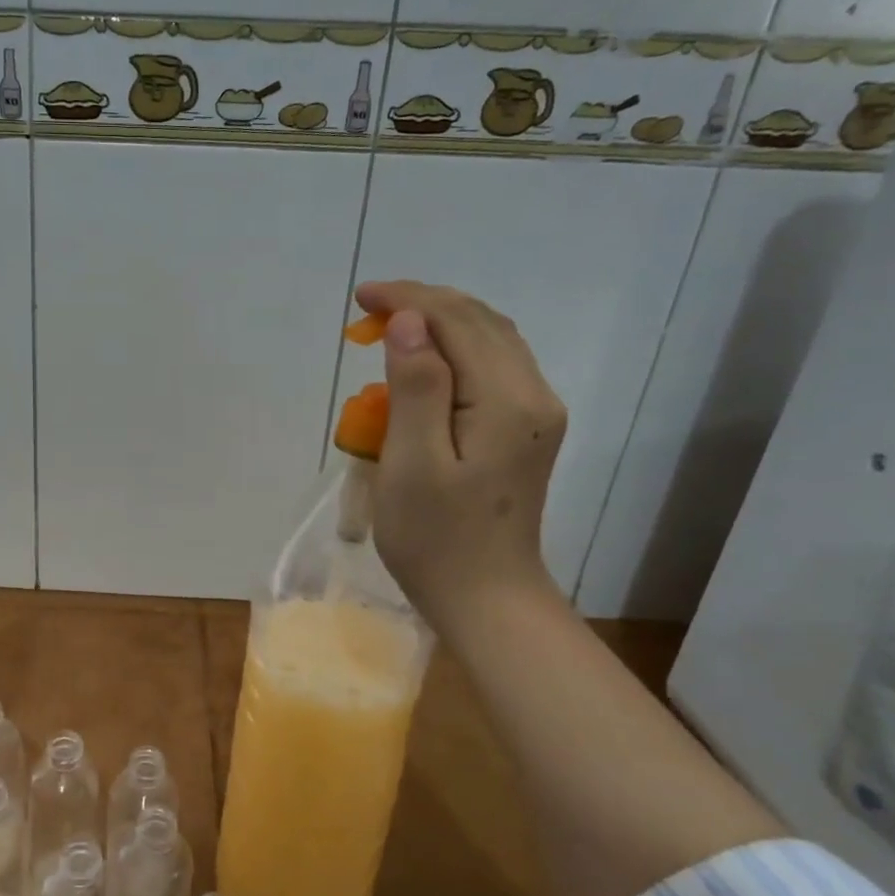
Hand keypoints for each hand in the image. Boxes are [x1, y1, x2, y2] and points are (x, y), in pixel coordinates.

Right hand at [354, 280, 566, 634]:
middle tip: (367, 312)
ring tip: (389, 330)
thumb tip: (409, 322)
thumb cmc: (436, 538)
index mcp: (506, 400)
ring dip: (439, 325)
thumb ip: (416, 388)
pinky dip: (454, 352)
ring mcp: (534, 413)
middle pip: (481, 323)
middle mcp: (532, 395)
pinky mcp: (525, 430)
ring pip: (490, 342)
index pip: (459, 322)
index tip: (360, 299)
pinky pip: (491, 369)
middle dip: (423, 305)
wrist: (486, 597)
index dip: (408, 300)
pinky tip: (423, 365)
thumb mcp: (412, 464)